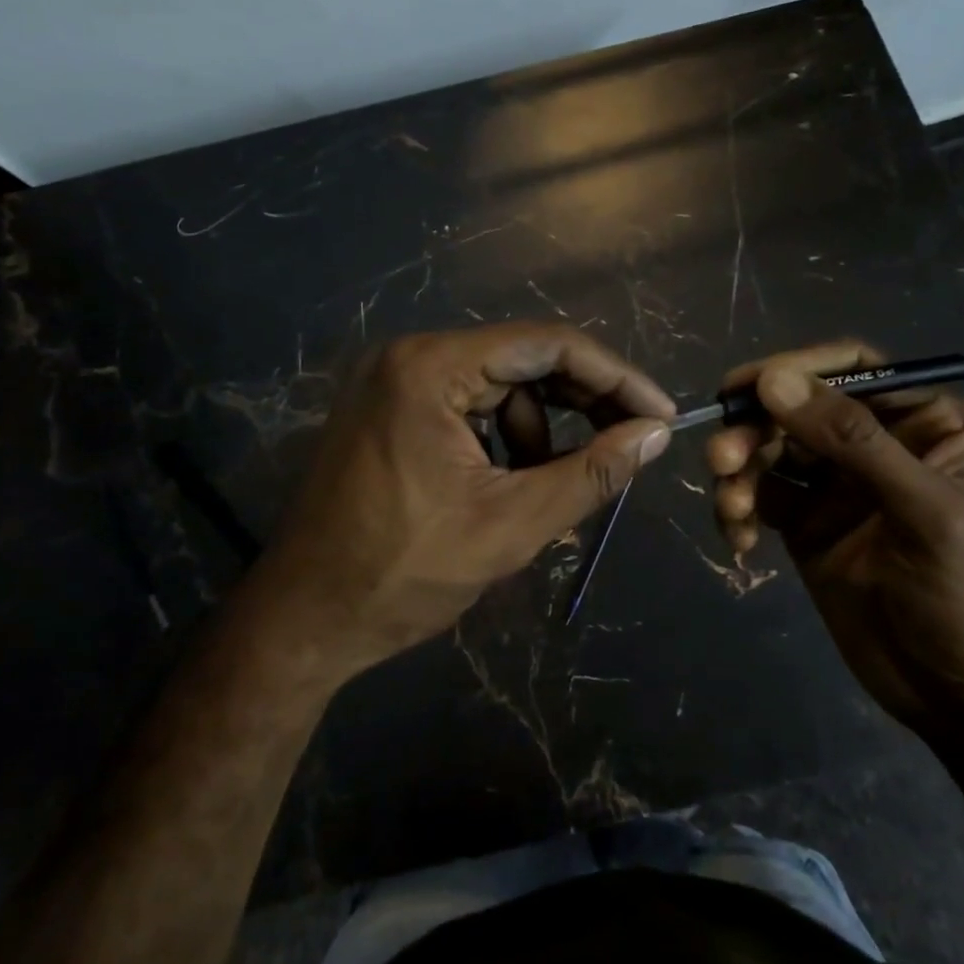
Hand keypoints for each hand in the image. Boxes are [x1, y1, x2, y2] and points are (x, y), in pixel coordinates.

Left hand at [253, 323, 675, 679]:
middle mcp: (409, 356)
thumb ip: (591, 473)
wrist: (303, 620)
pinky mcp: (389, 409)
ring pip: (498, 387)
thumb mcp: (511, 525)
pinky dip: (501, 439)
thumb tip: (655, 434)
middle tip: (629, 443)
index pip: (546, 344)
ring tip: (551, 487)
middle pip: (522, 360)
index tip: (660, 414)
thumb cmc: (402, 574)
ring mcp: (393, 381)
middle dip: (580, 403)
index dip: (614, 376)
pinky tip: (509, 485)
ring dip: (539, 431)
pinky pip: (467, 406)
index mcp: (431, 367)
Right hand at [704, 340, 963, 735]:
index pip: (853, 370)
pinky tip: (740, 540)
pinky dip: (738, 508)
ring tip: (733, 509)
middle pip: (797, 407)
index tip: (742, 387)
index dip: (795, 368)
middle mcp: (877, 442)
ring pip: (768, 448)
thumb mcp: (923, 511)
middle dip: (754, 430)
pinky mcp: (804, 521)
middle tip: (722, 460)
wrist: (956, 697)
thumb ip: (852, 440)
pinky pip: (758, 493)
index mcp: (925, 423)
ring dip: (739, 471)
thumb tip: (773, 379)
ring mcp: (836, 483)